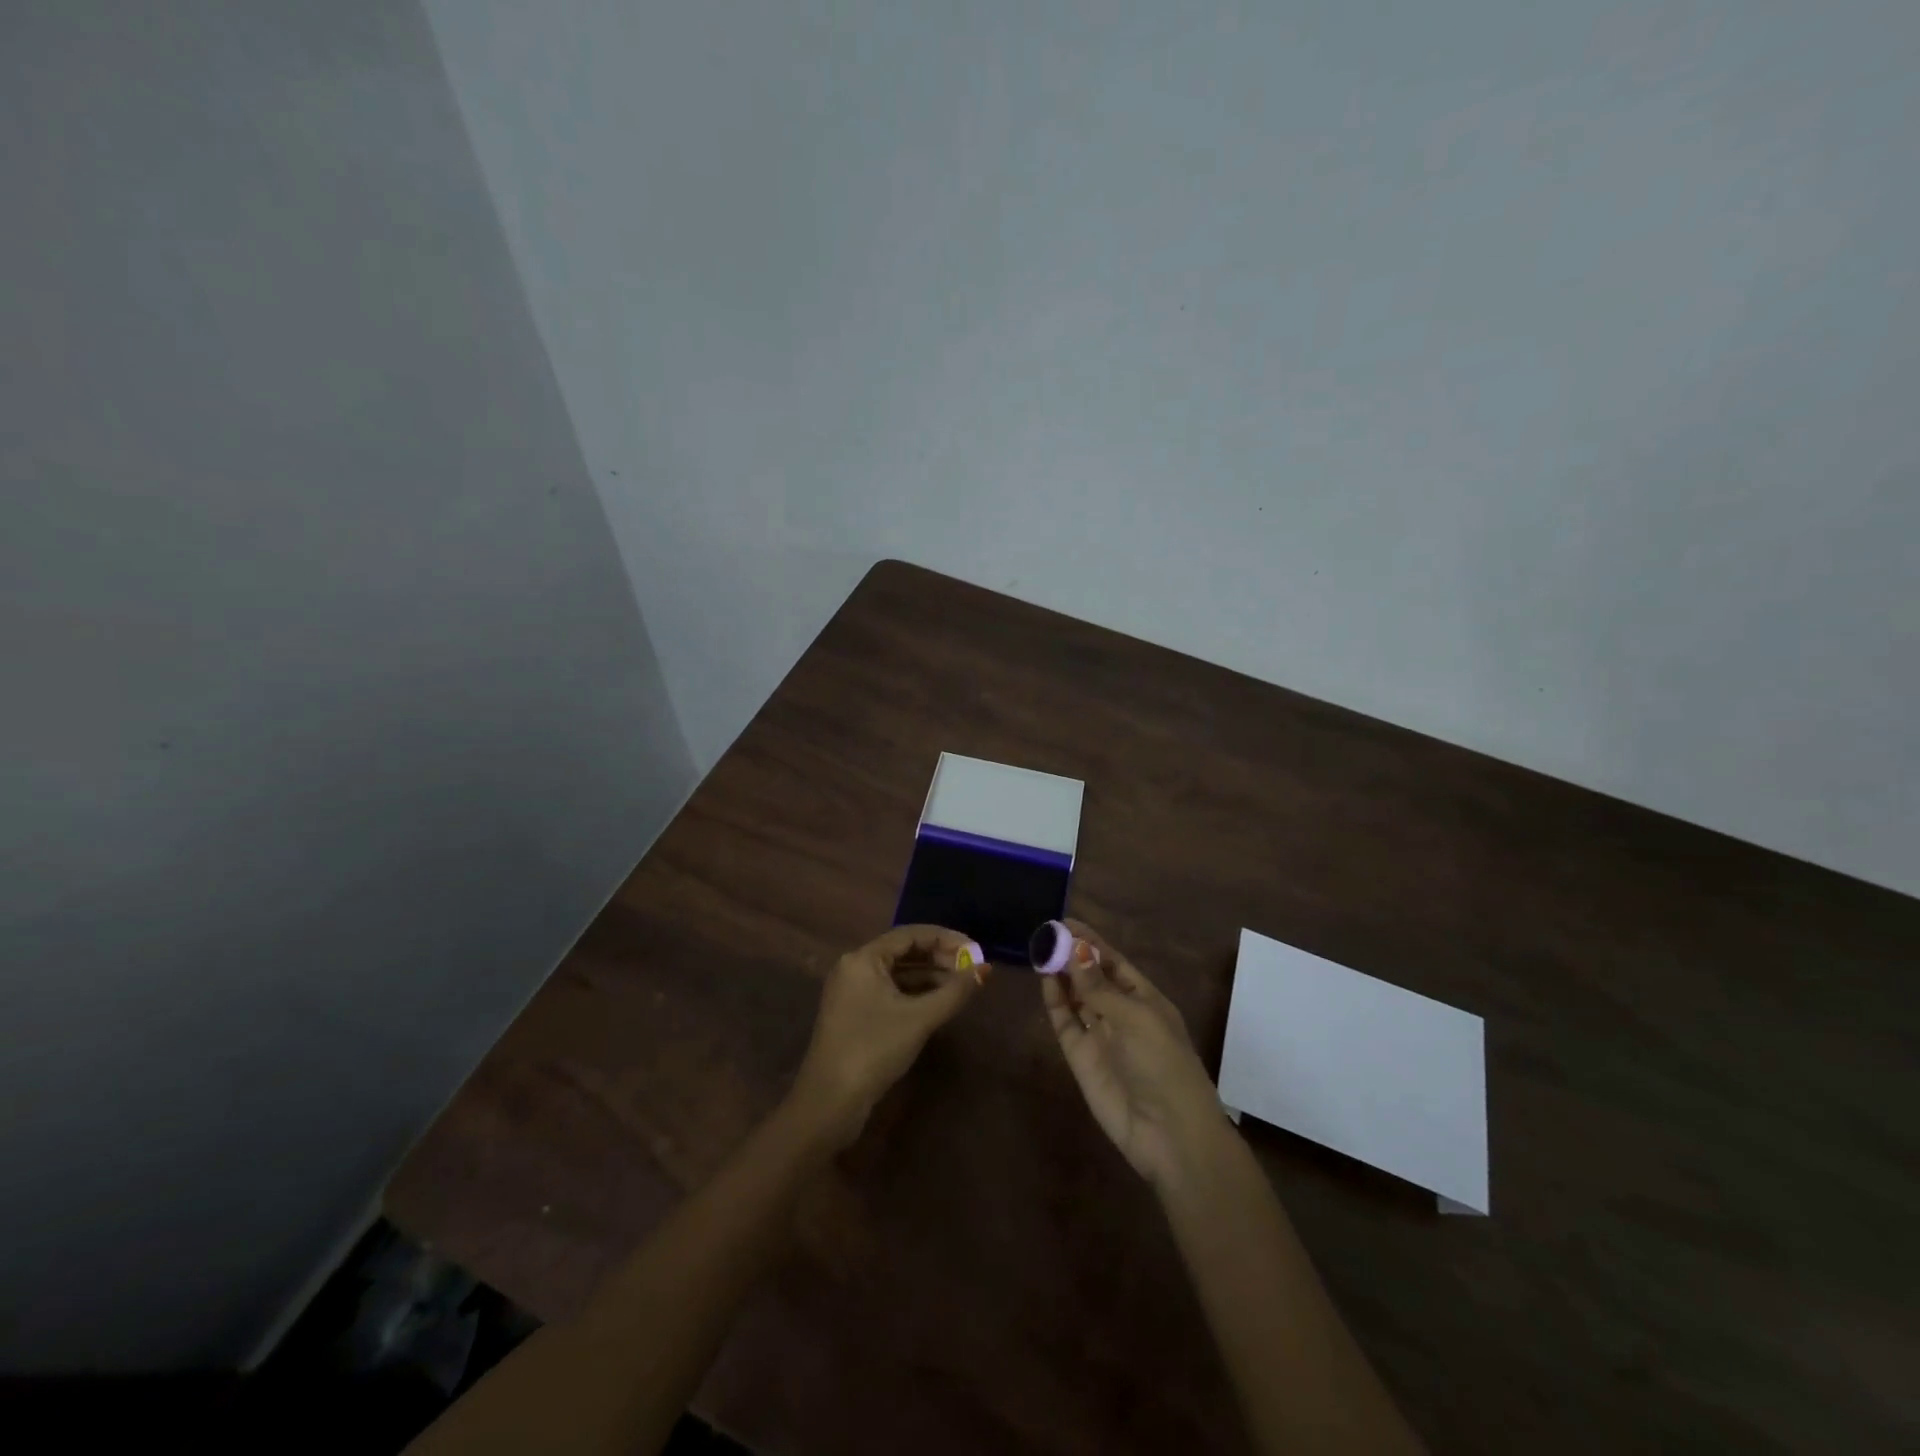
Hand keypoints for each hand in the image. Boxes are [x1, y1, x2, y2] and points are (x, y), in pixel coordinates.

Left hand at [791, 924, 987, 1148]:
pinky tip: (938, 1003)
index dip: (945, 939)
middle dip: (939, 958)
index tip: (975, 949)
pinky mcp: (855, 1015)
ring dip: (929, 976)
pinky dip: (915, 993)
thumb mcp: (919, 1019)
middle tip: (971, 969)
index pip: (909, 934)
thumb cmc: (874, 1050)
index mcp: (863, 958)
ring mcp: (852, 992)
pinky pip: (890, 992)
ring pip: (897, 973)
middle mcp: (854, 968)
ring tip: (962, 986)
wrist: (829, 1103)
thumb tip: (985, 969)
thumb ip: (955, 991)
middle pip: (903, 951)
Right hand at [1041, 919, 1224, 1186]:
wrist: (1168, 1133)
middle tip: (1046, 933)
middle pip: (1092, 977)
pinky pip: (1065, 1022)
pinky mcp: (1081, 1057)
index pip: (1114, 962)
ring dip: (1060, 975)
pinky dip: (1055, 1001)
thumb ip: (1099, 987)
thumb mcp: (1136, 1017)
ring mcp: (1100, 1035)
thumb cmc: (1163, 1064)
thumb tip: (1074, 950)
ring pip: (1076, 997)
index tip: (1066, 922)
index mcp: (1146, 1000)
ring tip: (1040, 950)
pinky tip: (1046, 980)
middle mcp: (1121, 1014)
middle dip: (1072, 955)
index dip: (1092, 942)